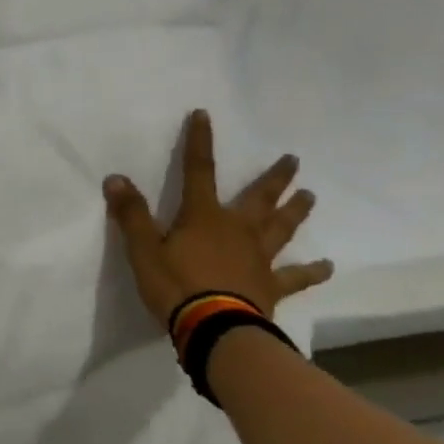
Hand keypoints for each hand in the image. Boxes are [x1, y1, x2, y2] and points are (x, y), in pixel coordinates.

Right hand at [103, 109, 333, 329]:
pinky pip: (295, 276)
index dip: (199, 142)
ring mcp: (258, 257)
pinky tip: (328, 267)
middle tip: (293, 160)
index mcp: (203, 217)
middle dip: (275, 177)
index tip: (204, 115)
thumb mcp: (143, 249)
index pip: (198, 171)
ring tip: (310, 196)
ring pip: (281, 228)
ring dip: (295, 211)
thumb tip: (115, 178)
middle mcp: (237, 230)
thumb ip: (131, 214)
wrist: (215, 328)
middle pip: (259, 197)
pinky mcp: (270, 285)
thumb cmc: (176, 286)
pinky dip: (312, 271)